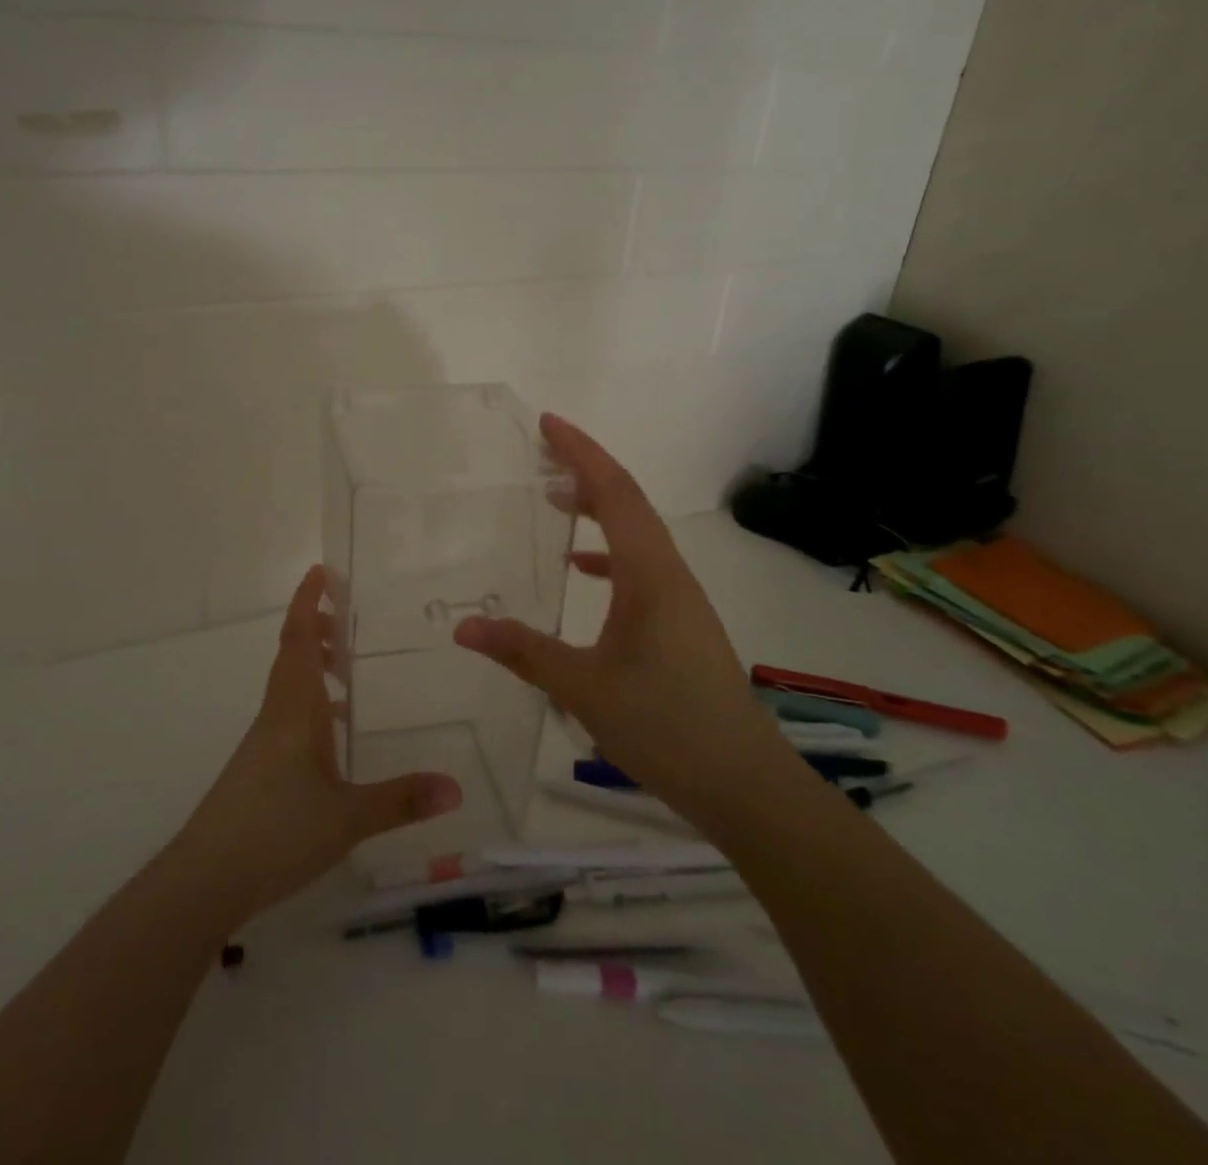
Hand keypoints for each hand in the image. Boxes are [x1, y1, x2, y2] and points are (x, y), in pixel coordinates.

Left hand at [175, 565, 462, 920]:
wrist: (204, 879)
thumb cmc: (276, 832)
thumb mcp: (347, 817)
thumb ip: (401, 800)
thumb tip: (456, 788)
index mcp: (293, 709)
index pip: (299, 639)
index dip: (308, 602)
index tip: (321, 571)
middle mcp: (276, 715)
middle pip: (292, 655)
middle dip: (316, 627)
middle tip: (347, 618)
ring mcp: (264, 741)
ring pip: (289, 685)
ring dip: (313, 664)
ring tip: (346, 668)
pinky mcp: (259, 766)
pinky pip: (288, 715)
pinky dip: (311, 704)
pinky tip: (333, 732)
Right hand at [454, 413, 786, 819]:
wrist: (744, 783)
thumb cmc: (665, 726)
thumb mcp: (583, 688)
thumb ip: (523, 651)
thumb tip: (463, 627)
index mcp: (650, 574)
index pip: (614, 493)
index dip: (581, 453)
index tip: (548, 424)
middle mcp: (670, 574)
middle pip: (628, 503)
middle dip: (587, 471)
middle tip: (543, 454)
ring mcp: (680, 599)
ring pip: (637, 535)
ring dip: (599, 510)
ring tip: (556, 501)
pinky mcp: (681, 623)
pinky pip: (641, 567)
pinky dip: (609, 555)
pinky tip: (582, 572)